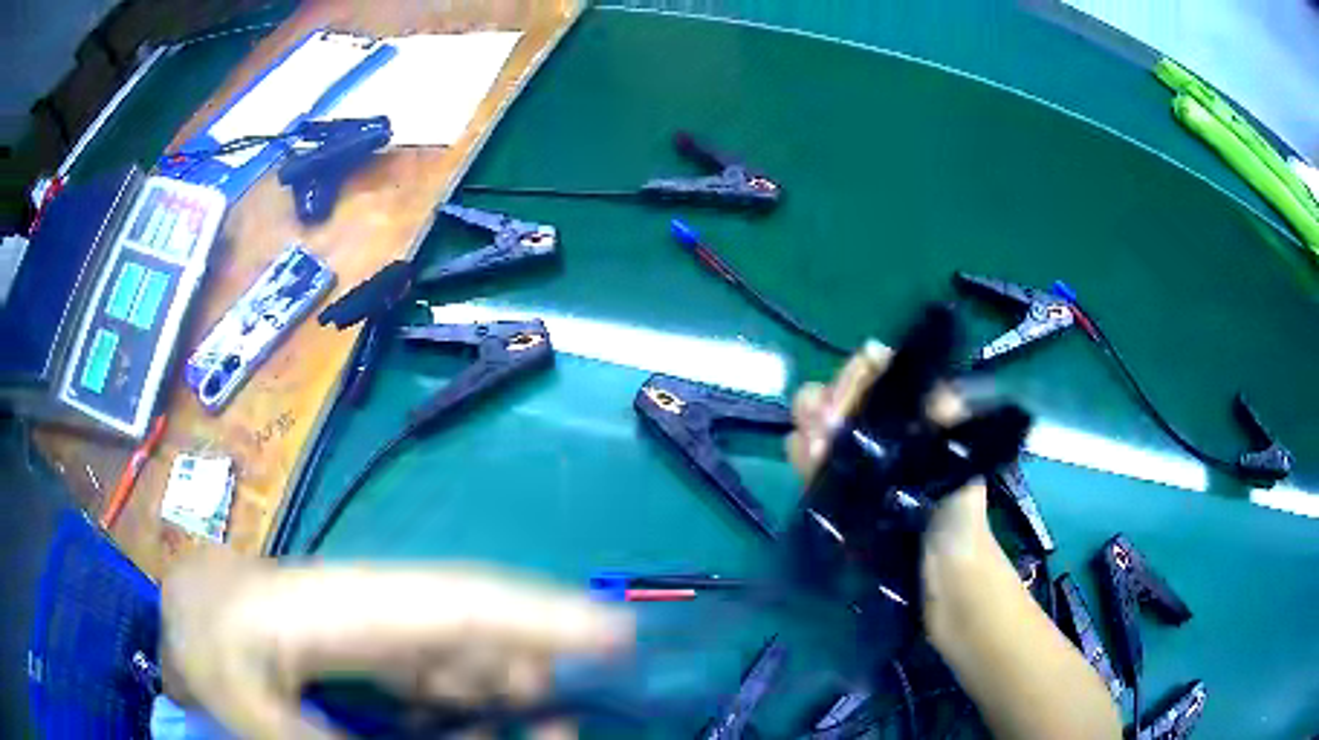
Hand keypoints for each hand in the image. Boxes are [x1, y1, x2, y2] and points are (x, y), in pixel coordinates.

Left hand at [161, 549, 631, 738]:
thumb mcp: (252, 710)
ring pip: (474, 657)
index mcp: (352, 611)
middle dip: (541, 673)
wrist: (192, 612)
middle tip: (561, 732)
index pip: (463, 607)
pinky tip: (475, 734)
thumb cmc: (211, 643)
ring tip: (532, 734)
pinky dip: (475, 709)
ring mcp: (387, 628)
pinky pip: (448, 678)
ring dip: (512, 695)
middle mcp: (386, 611)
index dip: (543, 618)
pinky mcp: (383, 648)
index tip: (618, 636)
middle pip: (485, 632)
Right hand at [784, 342, 1005, 613]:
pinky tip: (806, 462)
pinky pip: (808, 458)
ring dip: (810, 425)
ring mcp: (856, 456)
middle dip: (828, 402)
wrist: (938, 576)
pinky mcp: (836, 487)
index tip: (851, 403)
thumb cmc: (956, 517)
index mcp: (913, 411)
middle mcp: (882, 426)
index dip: (858, 376)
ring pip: (818, 420)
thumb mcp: (958, 465)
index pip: (877, 369)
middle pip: (841, 391)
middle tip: (826, 429)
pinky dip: (801, 454)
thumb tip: (930, 390)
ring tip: (816, 451)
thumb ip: (946, 428)